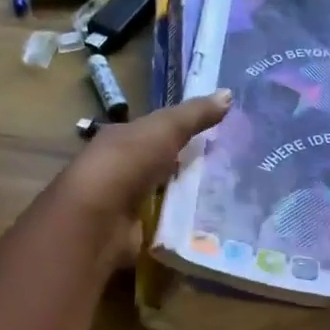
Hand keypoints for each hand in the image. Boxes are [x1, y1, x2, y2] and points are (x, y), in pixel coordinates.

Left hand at [49, 90, 232, 268]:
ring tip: (231, 201)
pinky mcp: (136, 236)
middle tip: (232, 172)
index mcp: (121, 140)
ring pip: (166, 198)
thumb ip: (195, 114)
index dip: (183, 133)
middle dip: (190, 169)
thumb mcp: (164, 129)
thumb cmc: (127, 163)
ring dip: (190, 200)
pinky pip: (167, 228)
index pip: (154, 134)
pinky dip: (185, 228)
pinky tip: (212, 228)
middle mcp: (121, 171)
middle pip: (161, 167)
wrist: (97, 220)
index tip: (218, 137)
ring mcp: (127, 206)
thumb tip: (229, 93)